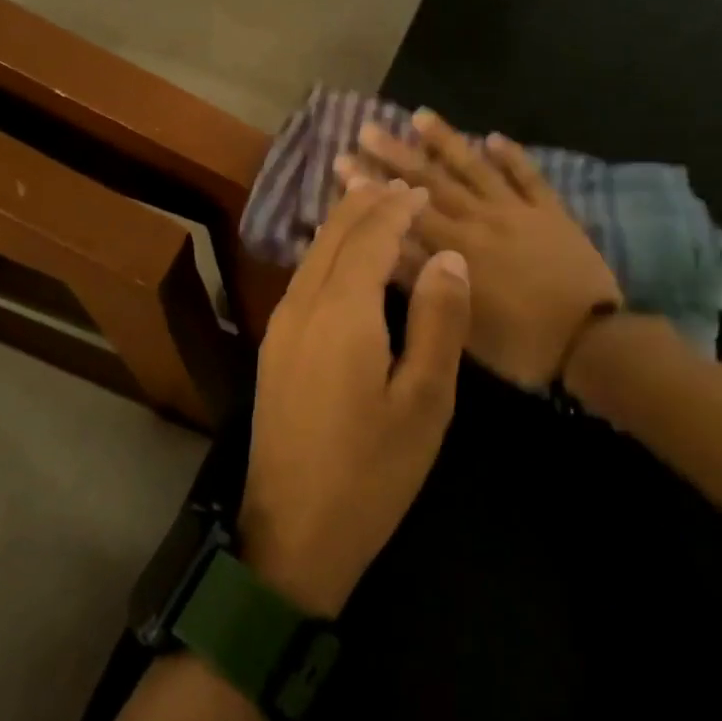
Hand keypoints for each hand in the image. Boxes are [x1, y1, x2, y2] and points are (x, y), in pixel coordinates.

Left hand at [239, 180, 471, 617]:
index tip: (418, 189)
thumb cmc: (371, 473)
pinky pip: (302, 279)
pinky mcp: (273, 349)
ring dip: (342, 226)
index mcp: (341, 313)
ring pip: (311, 256)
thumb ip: (437, 322)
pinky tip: (342, 260)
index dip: (394, 209)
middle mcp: (301, 307)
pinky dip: (327, 254)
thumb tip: (448, 259)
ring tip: (372, 207)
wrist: (292, 536)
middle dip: (364, 205)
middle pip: (332, 237)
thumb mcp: (424, 402)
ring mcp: (280, 328)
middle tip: (395, 184)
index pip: (368, 238)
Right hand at [338, 110, 622, 390]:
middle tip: (367, 128)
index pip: (404, 210)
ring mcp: (518, 211)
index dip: (372, 186)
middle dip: (396, 154)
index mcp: (457, 248)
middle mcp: (481, 219)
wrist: (592, 341)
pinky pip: (528, 177)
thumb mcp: (461, 324)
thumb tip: (384, 247)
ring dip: (447, 140)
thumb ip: (424, 282)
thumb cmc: (520, 343)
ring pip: (476, 168)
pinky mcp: (550, 212)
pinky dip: (512, 155)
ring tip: (421, 114)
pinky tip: (494, 136)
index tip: (344, 162)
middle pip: (432, 181)